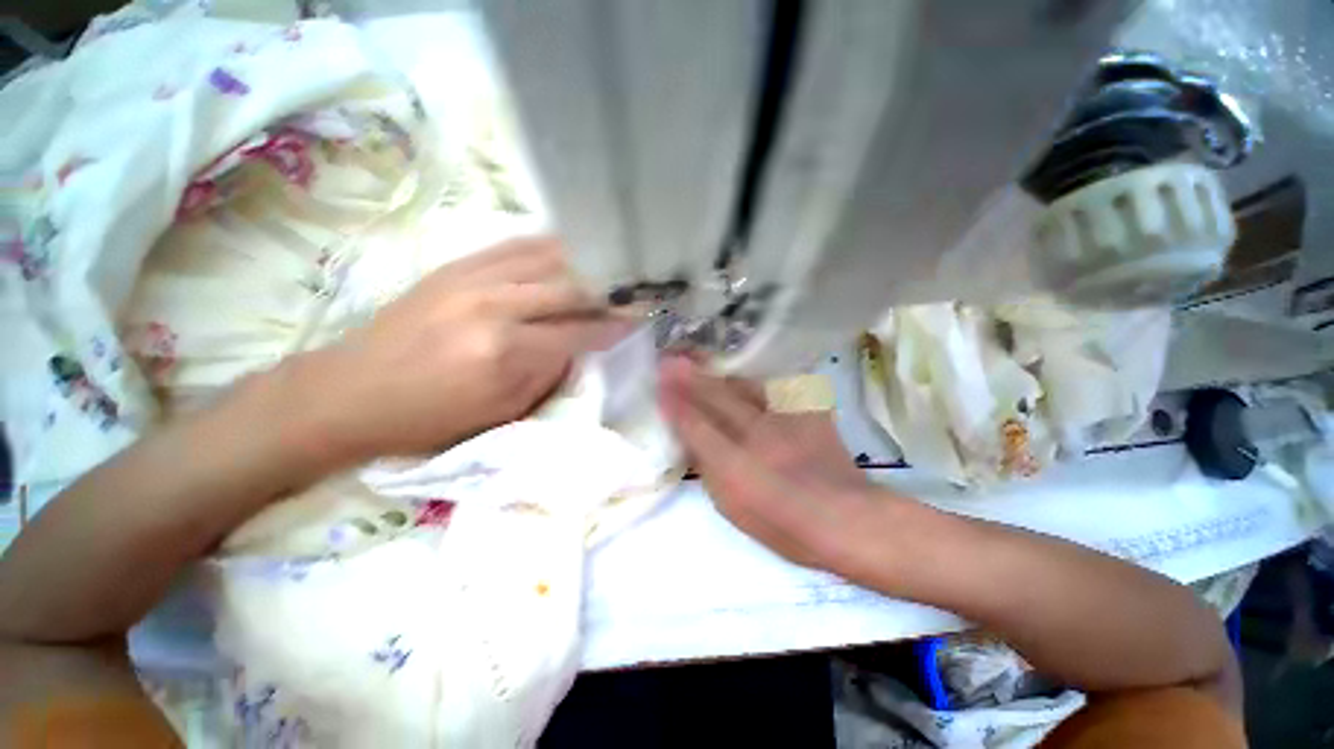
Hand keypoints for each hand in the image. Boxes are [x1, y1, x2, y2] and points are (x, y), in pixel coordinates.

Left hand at [297, 236, 627, 462]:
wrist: (350, 392)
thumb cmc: (429, 417)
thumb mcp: (502, 412)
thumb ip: (547, 374)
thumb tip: (578, 346)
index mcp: (506, 353)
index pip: (580, 332)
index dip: (615, 326)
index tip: (640, 320)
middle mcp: (495, 306)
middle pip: (571, 289)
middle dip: (609, 292)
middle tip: (634, 292)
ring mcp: (472, 278)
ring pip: (547, 260)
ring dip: (585, 264)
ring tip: (610, 267)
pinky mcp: (455, 266)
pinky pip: (513, 246)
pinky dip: (548, 246)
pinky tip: (569, 248)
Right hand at [658, 357, 894, 578]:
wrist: (845, 519)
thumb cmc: (782, 523)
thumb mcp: (732, 506)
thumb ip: (706, 468)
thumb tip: (687, 437)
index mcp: (735, 466)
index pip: (694, 424)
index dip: (674, 401)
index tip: (658, 381)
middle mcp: (758, 435)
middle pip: (717, 397)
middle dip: (690, 376)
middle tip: (671, 358)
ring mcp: (786, 418)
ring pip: (745, 385)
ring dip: (719, 372)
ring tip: (700, 358)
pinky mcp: (808, 410)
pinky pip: (776, 386)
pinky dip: (755, 381)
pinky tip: (746, 376)